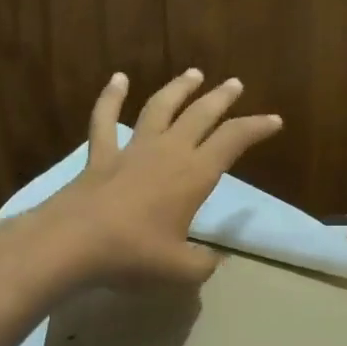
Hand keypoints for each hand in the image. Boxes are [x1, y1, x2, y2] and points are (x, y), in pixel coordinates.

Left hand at [45, 68, 281, 286]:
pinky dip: (111, 97)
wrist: (72, 244)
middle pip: (200, 115)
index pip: (233, 141)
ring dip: (179, 89)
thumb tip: (213, 259)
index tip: (274, 121)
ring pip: (159, 108)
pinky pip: (105, 119)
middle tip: (235, 84)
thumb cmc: (133, 255)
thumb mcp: (181, 271)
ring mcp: (132, 150)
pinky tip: (118, 79)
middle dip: (221, 98)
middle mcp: (168, 153)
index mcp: (194, 175)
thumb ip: (203, 264)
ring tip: (194, 74)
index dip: (256, 128)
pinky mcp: (100, 156)